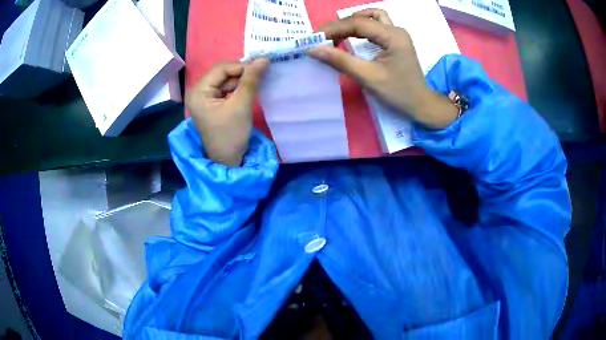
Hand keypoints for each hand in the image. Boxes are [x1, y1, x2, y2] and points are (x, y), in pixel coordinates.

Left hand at [186, 59, 268, 166]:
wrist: (228, 161)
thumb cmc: (230, 135)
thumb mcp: (241, 106)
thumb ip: (251, 80)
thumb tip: (264, 59)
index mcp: (199, 92)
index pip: (220, 69)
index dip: (241, 66)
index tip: (261, 68)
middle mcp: (199, 92)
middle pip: (223, 73)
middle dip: (242, 73)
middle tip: (261, 75)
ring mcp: (206, 98)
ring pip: (226, 81)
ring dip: (242, 81)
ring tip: (258, 83)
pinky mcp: (213, 104)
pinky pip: (227, 90)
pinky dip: (239, 88)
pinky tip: (250, 90)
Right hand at [308, 9, 457, 128]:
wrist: (421, 105)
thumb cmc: (398, 93)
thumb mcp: (368, 77)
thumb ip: (341, 61)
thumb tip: (313, 49)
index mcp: (393, 35)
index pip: (357, 23)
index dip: (333, 28)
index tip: (314, 38)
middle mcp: (395, 30)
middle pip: (363, 18)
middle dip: (340, 26)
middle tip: (322, 39)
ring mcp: (397, 35)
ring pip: (370, 19)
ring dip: (351, 24)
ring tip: (335, 37)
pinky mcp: (395, 41)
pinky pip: (375, 27)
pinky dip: (360, 30)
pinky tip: (350, 37)